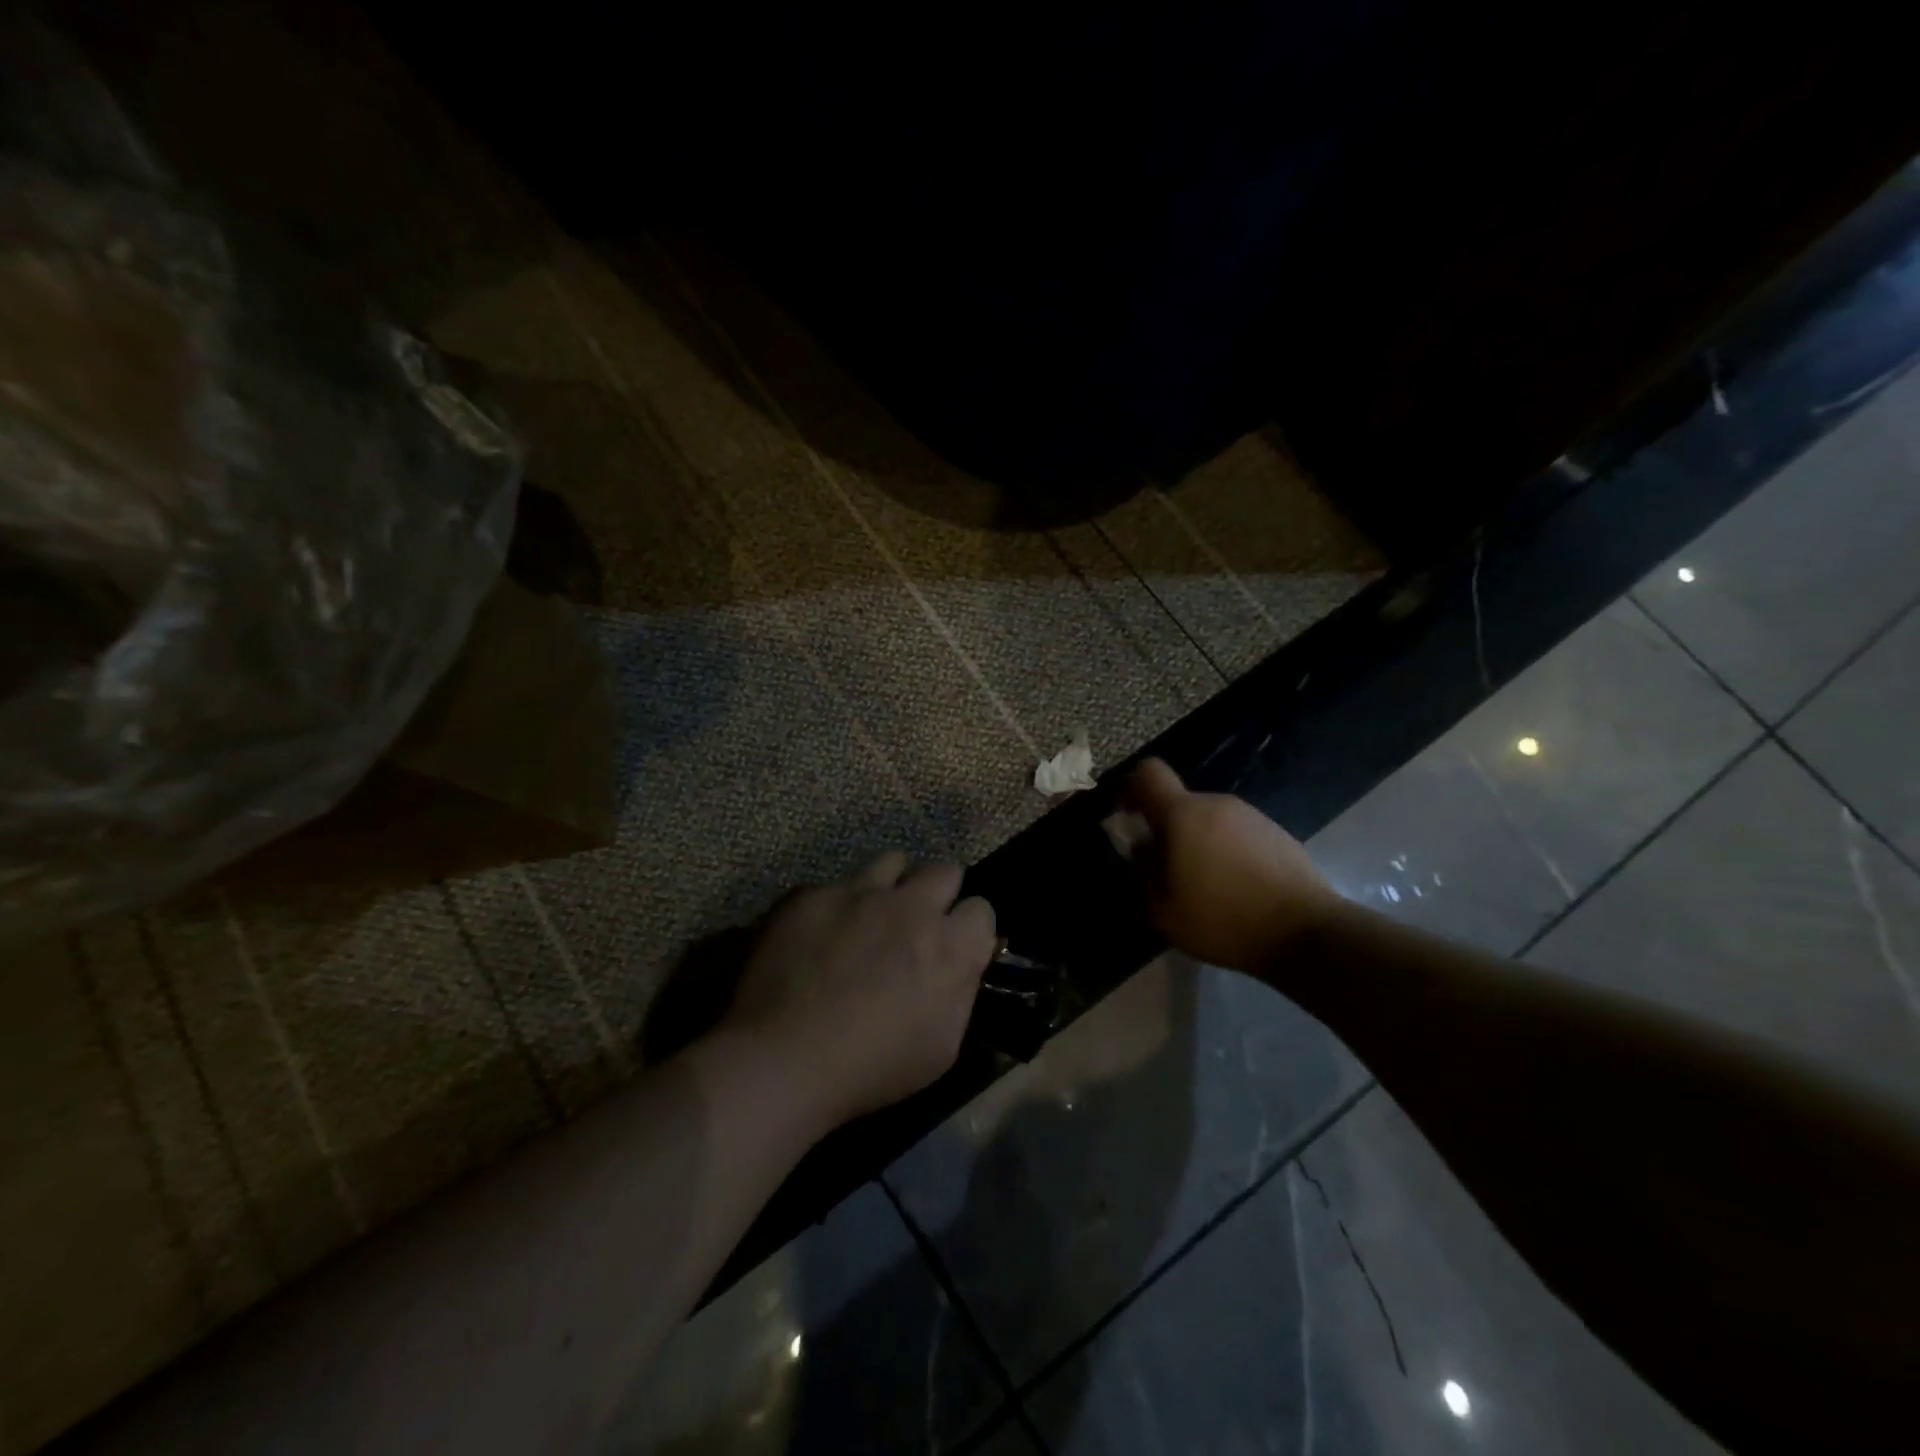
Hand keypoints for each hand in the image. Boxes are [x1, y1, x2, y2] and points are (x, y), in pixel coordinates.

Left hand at [721, 853, 996, 1130]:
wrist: (783, 1059)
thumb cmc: (871, 1068)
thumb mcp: (942, 1047)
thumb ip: (961, 990)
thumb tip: (965, 962)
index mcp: (949, 946)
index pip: (982, 909)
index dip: (969, 927)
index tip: (955, 944)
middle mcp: (912, 906)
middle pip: (944, 871)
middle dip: (939, 894)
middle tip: (918, 923)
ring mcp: (860, 893)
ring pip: (894, 861)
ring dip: (894, 883)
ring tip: (875, 911)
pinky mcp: (814, 893)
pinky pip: (838, 884)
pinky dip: (840, 903)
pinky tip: (822, 932)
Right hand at [1122, 758, 1336, 970]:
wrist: (1306, 933)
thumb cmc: (1224, 920)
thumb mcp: (1163, 910)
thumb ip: (1144, 871)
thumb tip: (1142, 847)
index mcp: (1184, 814)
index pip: (1148, 772)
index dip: (1132, 787)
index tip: (1129, 818)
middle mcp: (1217, 803)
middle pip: (1179, 802)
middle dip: (1167, 828)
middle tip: (1167, 870)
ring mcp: (1251, 815)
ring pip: (1209, 819)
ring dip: (1198, 841)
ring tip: (1205, 885)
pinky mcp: (1276, 832)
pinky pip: (1236, 832)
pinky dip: (1226, 851)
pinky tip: (1236, 887)